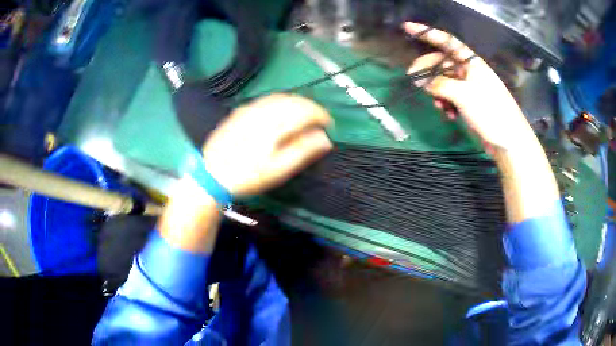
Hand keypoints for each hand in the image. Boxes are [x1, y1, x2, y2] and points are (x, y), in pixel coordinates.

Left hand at [203, 94, 332, 196]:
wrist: (211, 175)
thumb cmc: (247, 176)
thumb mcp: (278, 170)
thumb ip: (302, 151)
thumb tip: (325, 139)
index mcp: (274, 125)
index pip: (305, 111)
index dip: (321, 115)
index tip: (329, 125)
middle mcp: (263, 111)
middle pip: (293, 100)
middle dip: (310, 107)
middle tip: (319, 120)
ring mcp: (249, 109)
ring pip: (279, 97)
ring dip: (296, 102)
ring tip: (304, 115)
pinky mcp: (240, 112)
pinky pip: (265, 100)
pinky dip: (280, 102)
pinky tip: (281, 112)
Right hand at [404, 22, 534, 151]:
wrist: (509, 141)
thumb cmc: (490, 112)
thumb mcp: (462, 95)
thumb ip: (438, 84)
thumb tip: (419, 79)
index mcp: (471, 62)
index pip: (446, 41)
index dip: (427, 33)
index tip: (407, 28)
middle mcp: (469, 71)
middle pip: (442, 63)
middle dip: (428, 71)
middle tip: (413, 81)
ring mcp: (470, 87)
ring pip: (444, 82)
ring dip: (437, 92)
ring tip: (439, 106)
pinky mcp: (470, 103)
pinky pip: (451, 96)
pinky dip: (446, 103)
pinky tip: (449, 114)